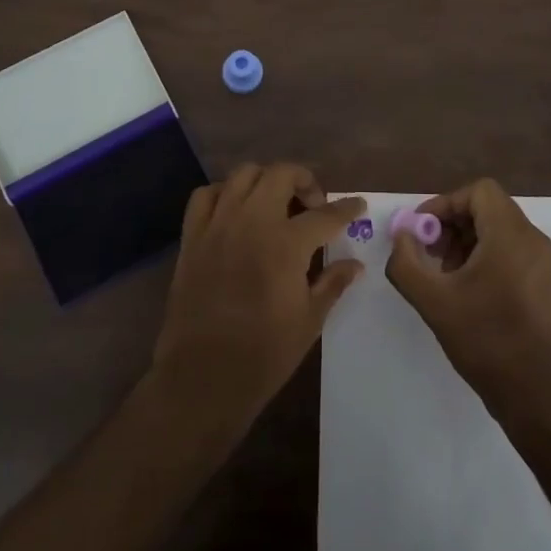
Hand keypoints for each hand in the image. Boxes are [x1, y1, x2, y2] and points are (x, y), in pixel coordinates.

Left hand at [151, 164, 366, 429]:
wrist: (203, 376)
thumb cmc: (264, 353)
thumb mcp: (309, 320)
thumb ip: (332, 283)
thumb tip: (354, 264)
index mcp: (286, 244)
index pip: (326, 214)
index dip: (347, 208)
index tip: (357, 205)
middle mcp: (252, 222)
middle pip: (281, 174)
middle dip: (304, 181)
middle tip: (313, 204)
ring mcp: (218, 225)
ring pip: (243, 175)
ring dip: (265, 181)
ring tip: (275, 203)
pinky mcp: (192, 236)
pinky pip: (205, 195)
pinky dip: (224, 194)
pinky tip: (235, 211)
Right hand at [387, 179, 550, 420]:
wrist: (538, 394)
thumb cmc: (486, 340)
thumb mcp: (433, 300)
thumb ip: (406, 261)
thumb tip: (401, 235)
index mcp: (510, 234)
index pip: (478, 191)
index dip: (444, 204)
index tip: (421, 231)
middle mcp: (531, 239)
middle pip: (486, 208)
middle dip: (451, 224)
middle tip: (427, 253)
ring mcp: (541, 262)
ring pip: (497, 230)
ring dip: (464, 242)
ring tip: (443, 275)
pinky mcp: (542, 283)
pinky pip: (509, 250)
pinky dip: (483, 257)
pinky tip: (464, 291)